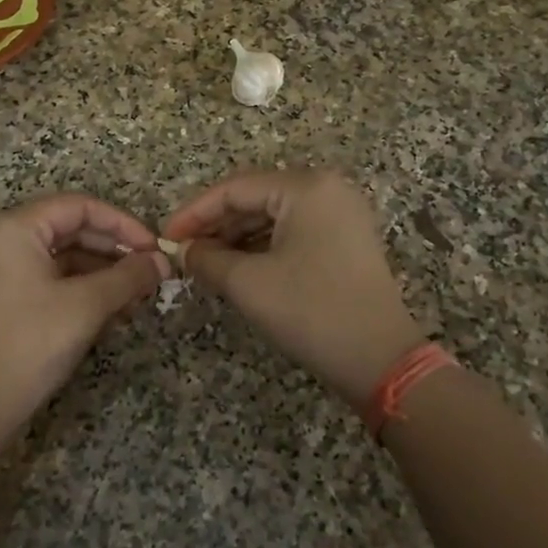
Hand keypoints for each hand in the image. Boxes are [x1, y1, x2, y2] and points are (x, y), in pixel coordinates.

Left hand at [0, 194, 168, 437]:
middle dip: (114, 250)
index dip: (122, 223)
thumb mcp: (86, 306)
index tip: (154, 248)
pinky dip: (82, 289)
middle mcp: (2, 239)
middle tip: (151, 273)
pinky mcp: (2, 296)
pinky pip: (50, 278)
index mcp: (14, 228)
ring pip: (63, 256)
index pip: (79, 206)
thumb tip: (163, 261)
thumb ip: (128, 277)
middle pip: (71, 228)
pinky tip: (112, 310)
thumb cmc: (29, 345)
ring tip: (137, 296)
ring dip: (103, 272)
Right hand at [164, 169, 423, 406]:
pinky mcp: (346, 238)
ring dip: (236, 237)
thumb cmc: (311, 311)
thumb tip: (182, 250)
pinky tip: (236, 266)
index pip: (235, 188)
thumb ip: (207, 259)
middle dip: (215, 225)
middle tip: (183, 252)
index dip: (194, 212)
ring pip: (273, 215)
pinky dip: (262, 246)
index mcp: (306, 187)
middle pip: (255, 198)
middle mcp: (327, 188)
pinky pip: (293, 231)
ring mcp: (341, 213)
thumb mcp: (249, 283)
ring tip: (204, 262)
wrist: (381, 360)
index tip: (166, 237)